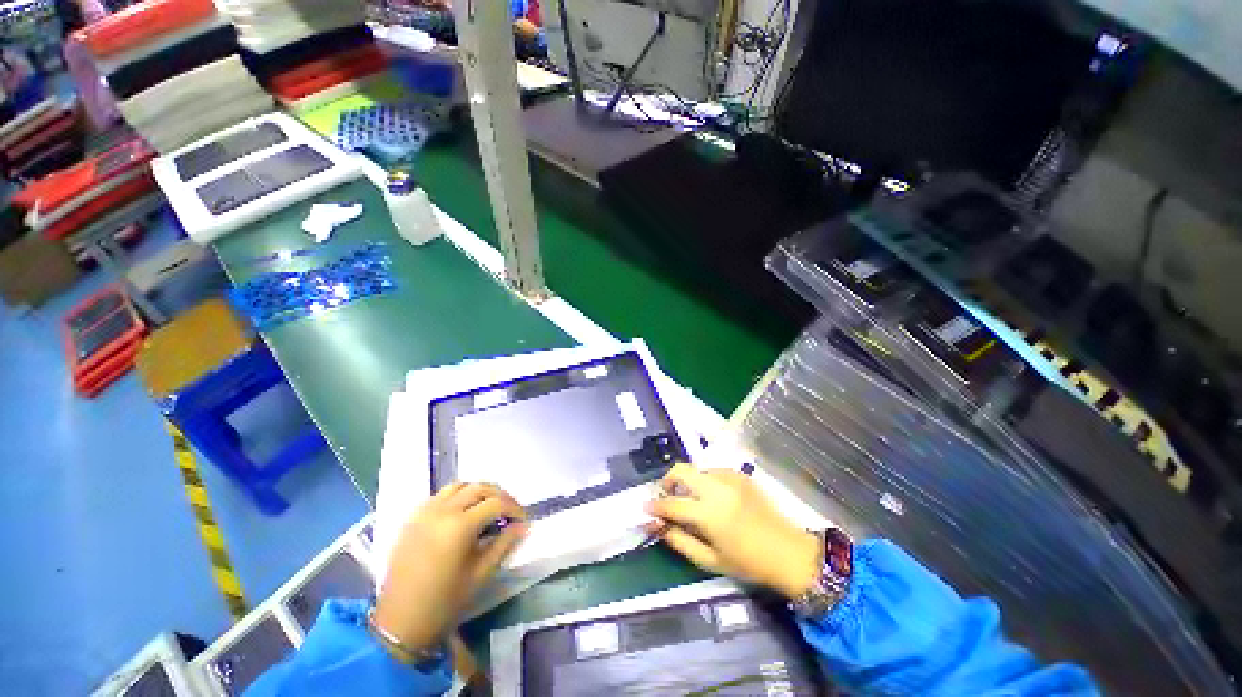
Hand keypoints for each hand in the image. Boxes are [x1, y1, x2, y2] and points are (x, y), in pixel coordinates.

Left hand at [374, 483, 527, 652]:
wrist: (399, 623)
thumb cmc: (444, 603)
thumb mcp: (480, 575)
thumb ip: (504, 545)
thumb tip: (523, 526)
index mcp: (459, 526)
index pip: (496, 503)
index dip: (514, 508)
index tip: (523, 520)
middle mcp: (442, 511)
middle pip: (479, 487)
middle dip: (500, 495)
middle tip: (510, 511)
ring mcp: (424, 512)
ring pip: (459, 485)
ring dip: (479, 491)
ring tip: (488, 507)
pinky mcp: (413, 518)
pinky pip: (441, 495)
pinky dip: (458, 495)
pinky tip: (463, 512)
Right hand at [645, 464, 820, 599]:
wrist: (789, 552)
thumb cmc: (747, 563)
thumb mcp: (709, 560)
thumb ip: (678, 540)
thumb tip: (655, 526)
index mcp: (709, 514)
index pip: (672, 503)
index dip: (655, 505)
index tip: (645, 507)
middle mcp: (717, 488)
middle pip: (681, 470)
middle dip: (667, 480)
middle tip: (666, 495)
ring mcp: (730, 478)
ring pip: (697, 469)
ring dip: (687, 481)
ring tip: (691, 499)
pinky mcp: (740, 474)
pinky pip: (713, 471)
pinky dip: (705, 480)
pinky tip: (712, 497)